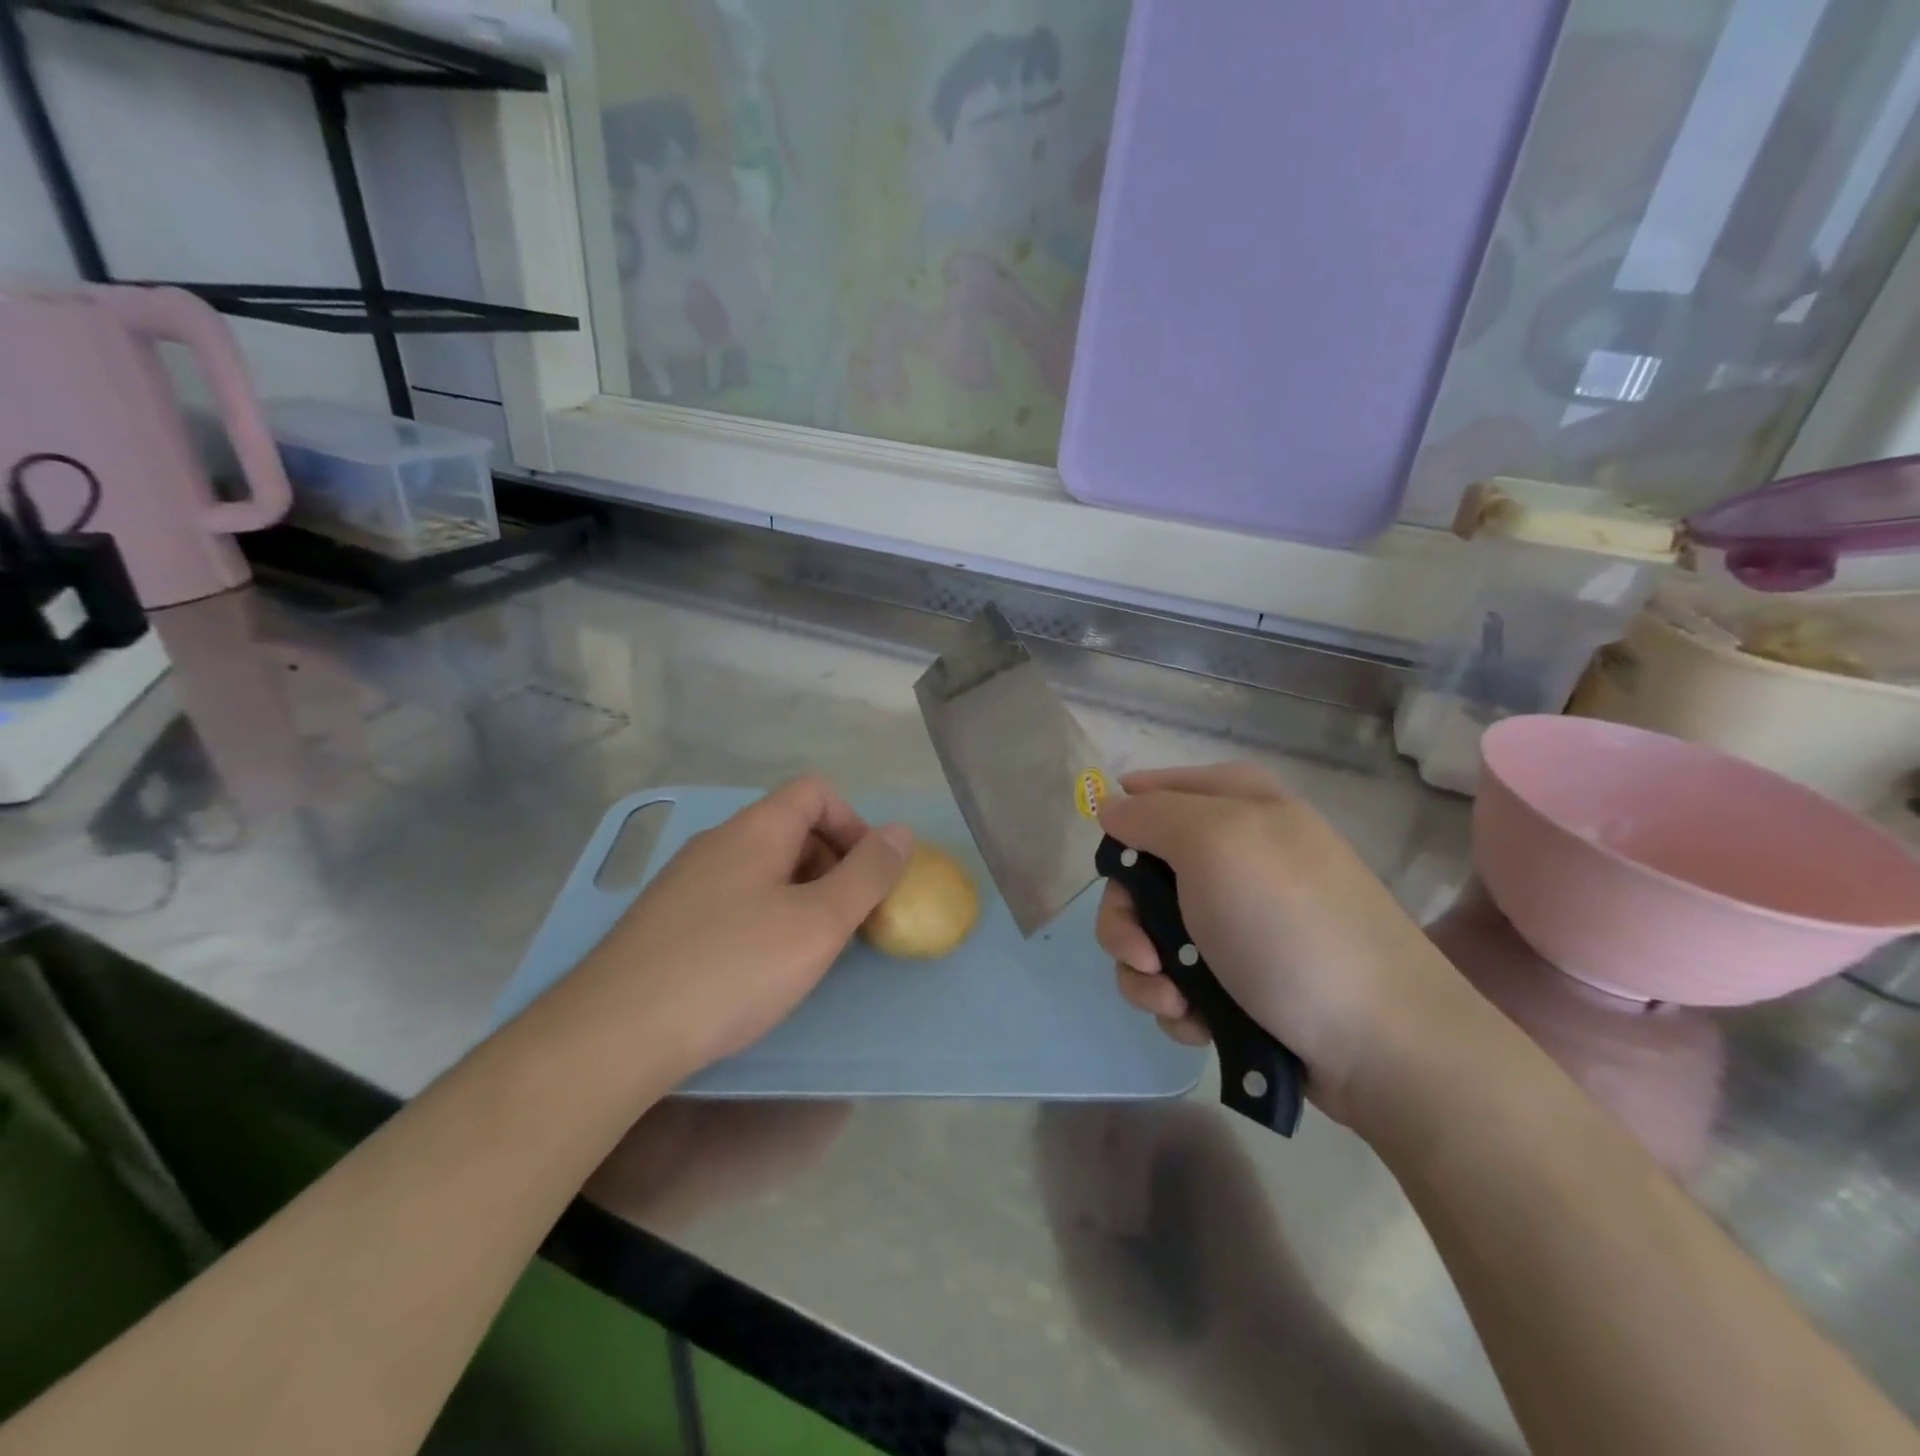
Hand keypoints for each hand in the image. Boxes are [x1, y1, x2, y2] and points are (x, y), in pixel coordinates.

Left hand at [562, 776, 911, 1080]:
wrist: (615, 1033)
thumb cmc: (732, 968)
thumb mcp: (818, 924)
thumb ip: (867, 875)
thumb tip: (901, 831)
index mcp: (756, 829)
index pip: (815, 791)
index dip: (853, 824)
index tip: (868, 877)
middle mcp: (718, 842)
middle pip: (790, 828)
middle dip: (831, 864)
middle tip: (844, 920)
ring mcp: (686, 880)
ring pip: (761, 867)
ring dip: (799, 895)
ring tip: (806, 948)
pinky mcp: (666, 919)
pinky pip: (732, 898)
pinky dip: (763, 917)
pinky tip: (757, 967)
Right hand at [1095, 764, 1469, 1125]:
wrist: (1379, 1044)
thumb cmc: (1289, 927)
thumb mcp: (1216, 844)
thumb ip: (1151, 814)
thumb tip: (1109, 805)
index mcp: (1237, 803)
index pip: (1150, 792)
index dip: (1124, 828)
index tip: (1117, 870)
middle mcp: (1236, 853)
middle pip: (1140, 872)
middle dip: (1128, 920)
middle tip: (1145, 956)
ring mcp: (1238, 918)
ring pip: (1150, 931)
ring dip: (1148, 972)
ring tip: (1177, 1001)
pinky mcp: (1240, 975)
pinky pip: (1176, 977)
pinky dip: (1177, 1002)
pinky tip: (1198, 1021)